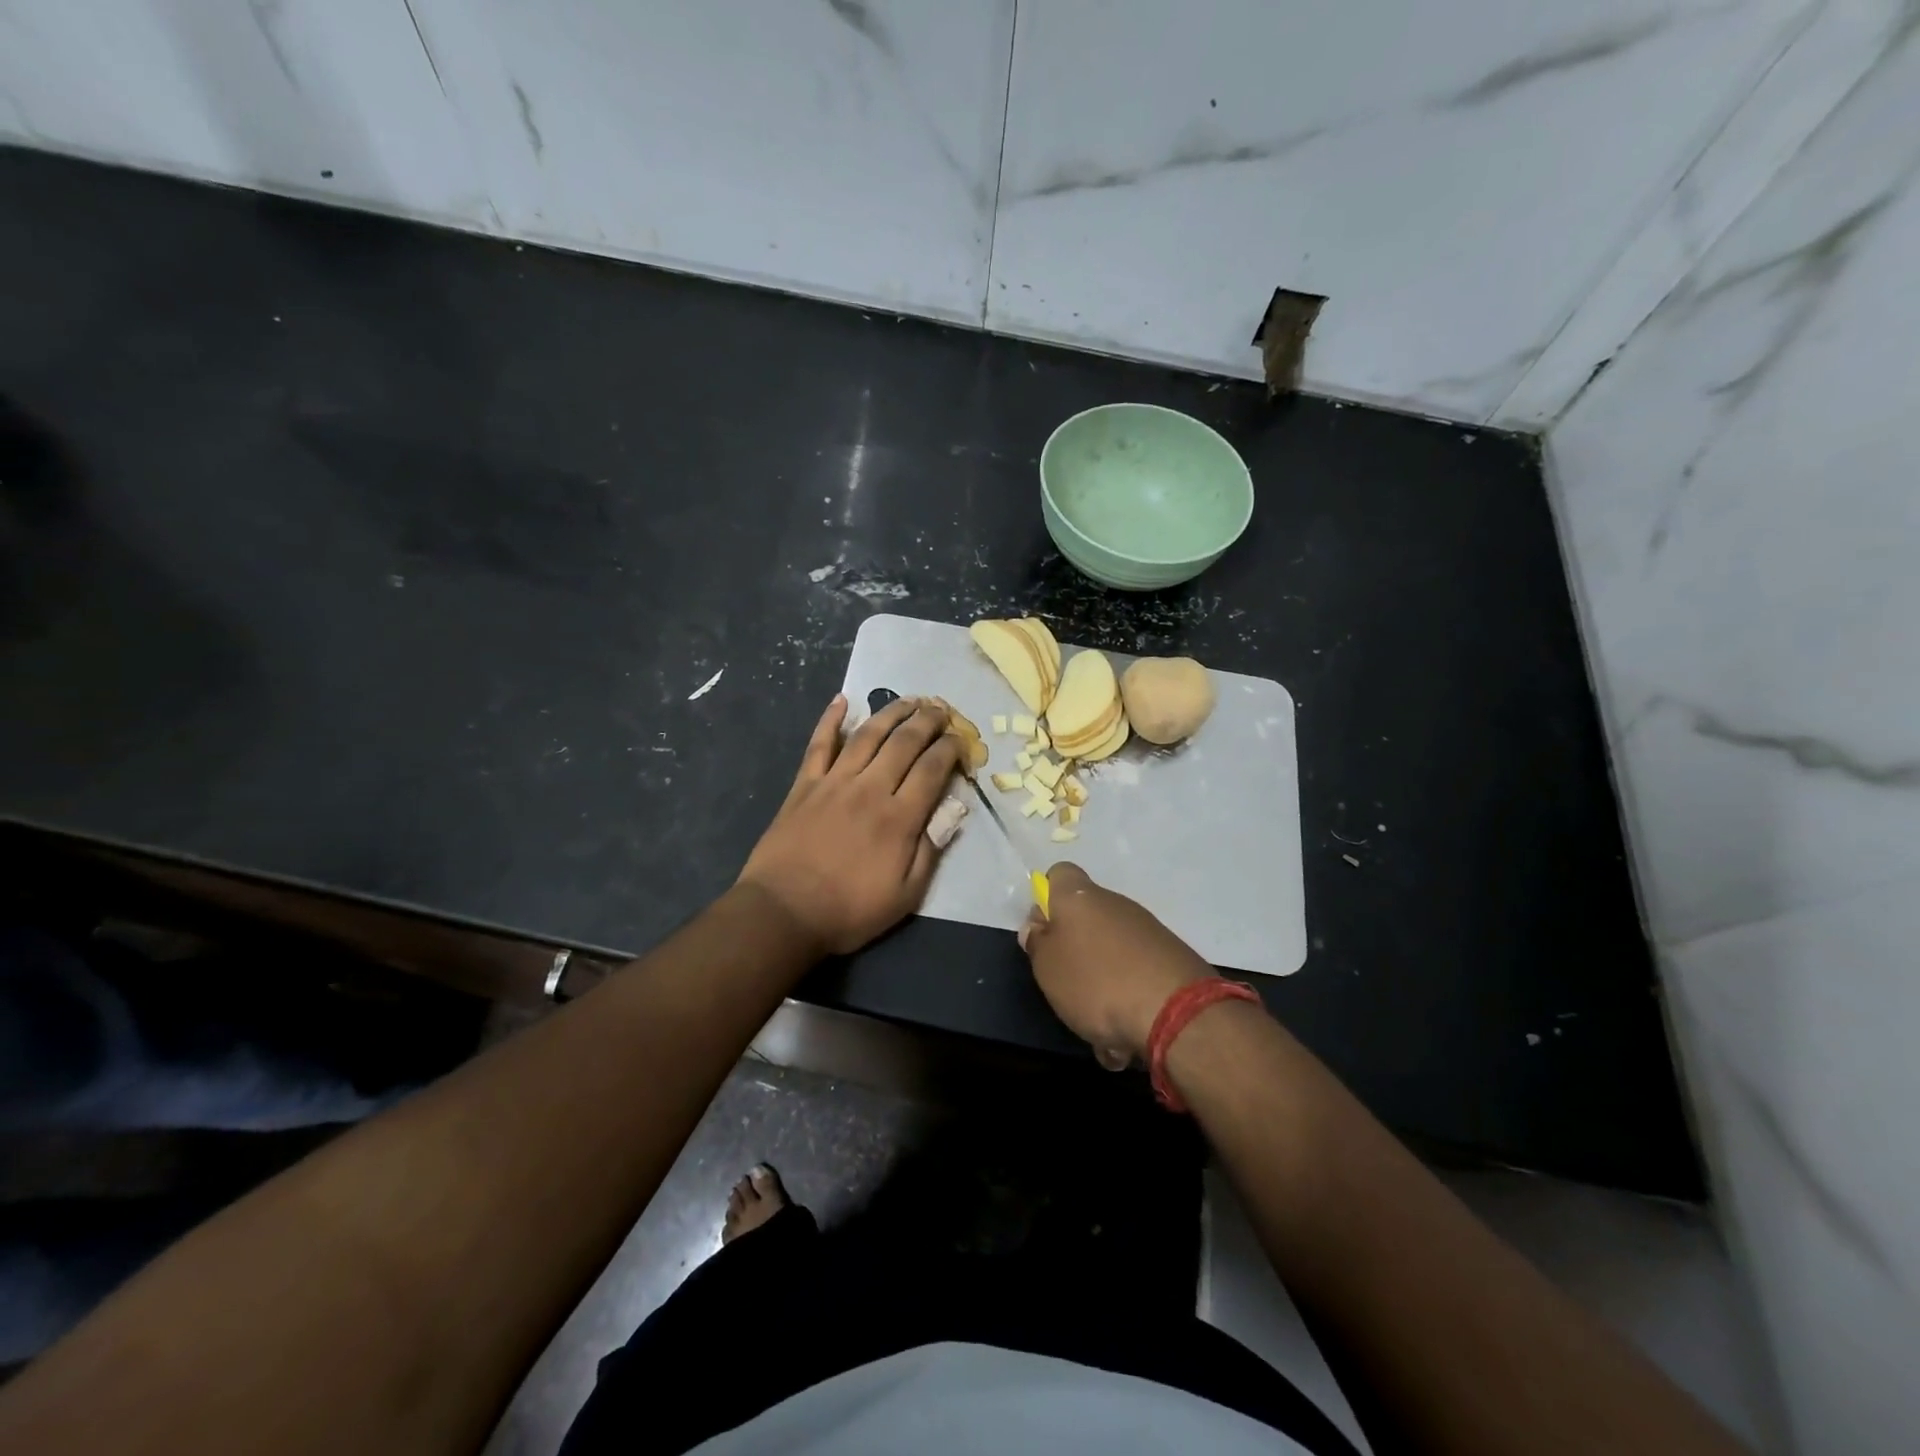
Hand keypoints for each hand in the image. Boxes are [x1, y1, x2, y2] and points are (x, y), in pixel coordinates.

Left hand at [738, 694, 962, 956]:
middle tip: (941, 710)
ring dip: (891, 712)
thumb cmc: (849, 910)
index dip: (951, 749)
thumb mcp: (905, 895)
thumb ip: (931, 849)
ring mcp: (834, 782)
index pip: (932, 769)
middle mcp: (870, 789)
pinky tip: (842, 700)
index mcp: (899, 818)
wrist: (782, 913)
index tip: (961, 741)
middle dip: (928, 721)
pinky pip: (820, 744)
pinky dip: (830, 719)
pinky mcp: (804, 785)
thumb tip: (955, 810)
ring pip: (868, 735)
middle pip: (904, 742)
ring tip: (910, 700)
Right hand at [1019, 863, 1209, 1069]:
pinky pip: (1136, 976)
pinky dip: (1128, 1000)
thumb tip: (1038, 926)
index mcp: (1080, 897)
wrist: (1177, 1013)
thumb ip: (1038, 944)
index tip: (1043, 932)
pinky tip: (1126, 1037)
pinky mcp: (1171, 958)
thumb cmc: (1096, 983)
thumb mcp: (1048, 968)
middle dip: (1075, 952)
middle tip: (1065, 987)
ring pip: (1111, 954)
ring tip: (1099, 1028)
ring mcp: (1148, 930)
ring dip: (1102, 985)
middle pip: (1086, 918)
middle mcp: (1115, 904)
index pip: (1058, 874)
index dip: (1046, 898)